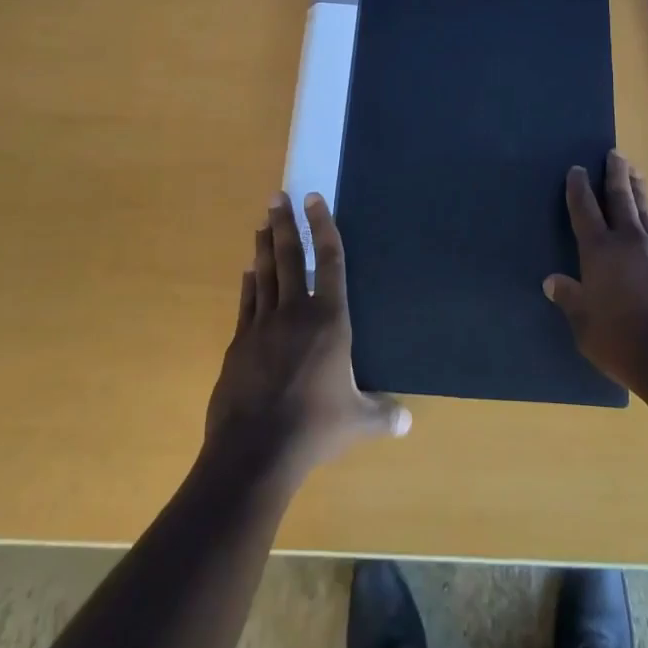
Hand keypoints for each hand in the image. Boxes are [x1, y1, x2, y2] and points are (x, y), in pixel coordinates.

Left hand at [204, 192, 409, 482]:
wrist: (254, 452)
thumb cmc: (314, 428)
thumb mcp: (357, 422)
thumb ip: (382, 414)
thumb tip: (407, 420)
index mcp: (329, 320)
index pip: (329, 261)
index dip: (324, 226)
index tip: (315, 198)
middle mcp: (295, 312)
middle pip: (290, 257)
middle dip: (286, 224)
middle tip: (278, 196)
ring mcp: (262, 325)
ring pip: (264, 274)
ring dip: (264, 246)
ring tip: (263, 223)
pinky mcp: (240, 344)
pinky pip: (247, 303)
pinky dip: (249, 283)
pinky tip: (248, 272)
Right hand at [544, 150, 647, 397]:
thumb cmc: (623, 343)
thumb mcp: (585, 326)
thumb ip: (569, 299)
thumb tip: (552, 281)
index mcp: (600, 252)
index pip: (585, 210)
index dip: (579, 188)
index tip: (577, 169)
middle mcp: (629, 241)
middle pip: (620, 197)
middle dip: (615, 173)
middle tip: (614, 153)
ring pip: (645, 208)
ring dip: (637, 187)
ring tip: (633, 171)